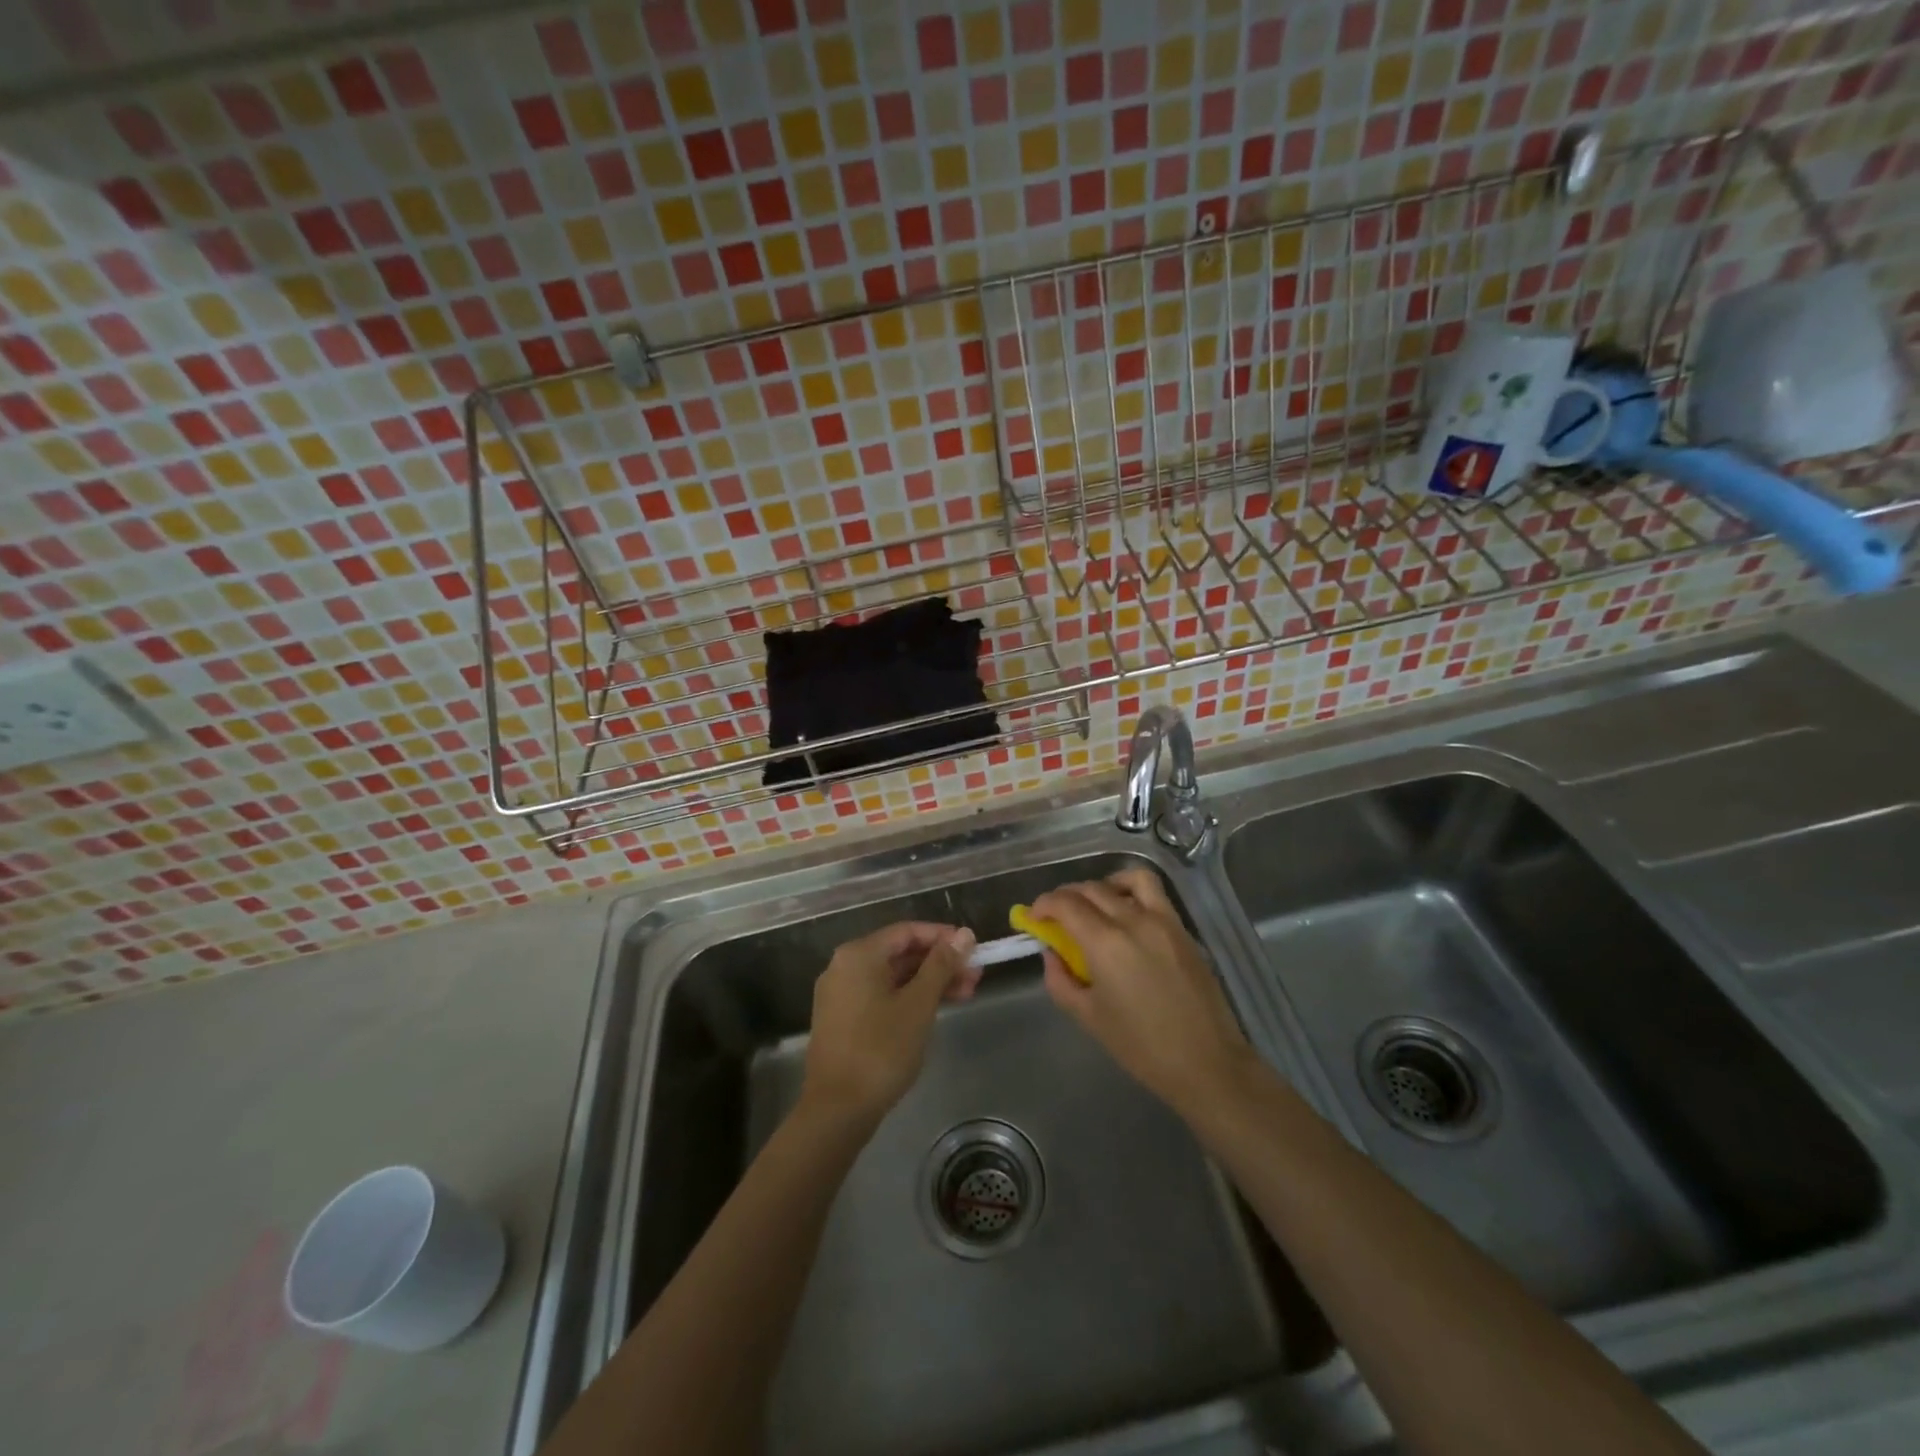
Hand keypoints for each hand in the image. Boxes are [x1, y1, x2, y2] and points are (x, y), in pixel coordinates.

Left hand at [802, 922, 979, 1123]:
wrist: (838, 1109)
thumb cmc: (881, 1049)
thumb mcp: (919, 1004)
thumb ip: (942, 965)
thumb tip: (964, 934)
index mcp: (859, 954)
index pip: (907, 932)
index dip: (942, 937)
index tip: (972, 948)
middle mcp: (845, 966)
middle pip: (900, 954)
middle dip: (940, 963)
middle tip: (975, 975)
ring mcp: (841, 994)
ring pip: (893, 977)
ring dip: (928, 982)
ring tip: (966, 994)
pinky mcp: (842, 1019)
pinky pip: (881, 996)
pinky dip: (908, 998)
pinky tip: (936, 1010)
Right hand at [1032, 868, 1252, 1116]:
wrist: (1207, 1062)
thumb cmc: (1141, 1047)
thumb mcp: (1089, 1017)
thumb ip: (1061, 980)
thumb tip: (1052, 953)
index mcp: (1105, 943)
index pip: (1066, 904)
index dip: (1044, 904)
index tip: (1034, 916)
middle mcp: (1133, 921)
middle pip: (1091, 889)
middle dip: (1066, 897)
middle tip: (1056, 917)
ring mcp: (1163, 921)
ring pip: (1127, 879)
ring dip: (1102, 885)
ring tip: (1094, 906)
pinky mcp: (1182, 929)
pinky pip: (1154, 893)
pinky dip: (1132, 891)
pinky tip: (1126, 914)